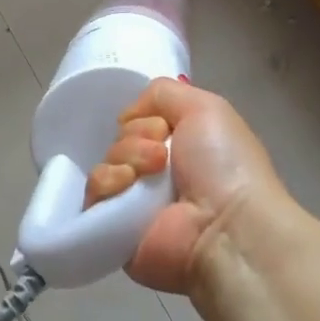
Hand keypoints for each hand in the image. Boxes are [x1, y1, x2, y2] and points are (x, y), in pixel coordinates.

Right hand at [84, 79, 286, 294]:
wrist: (226, 227)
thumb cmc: (224, 165)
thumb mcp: (206, 107)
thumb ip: (164, 93)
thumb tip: (130, 114)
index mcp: (181, 147)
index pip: (139, 120)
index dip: (145, 116)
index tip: (164, 126)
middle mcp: (157, 174)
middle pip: (120, 137)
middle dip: (137, 136)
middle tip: (162, 155)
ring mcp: (134, 202)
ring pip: (106, 161)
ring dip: (127, 157)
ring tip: (153, 171)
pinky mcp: (113, 228)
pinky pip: (93, 192)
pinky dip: (108, 182)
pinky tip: (129, 186)